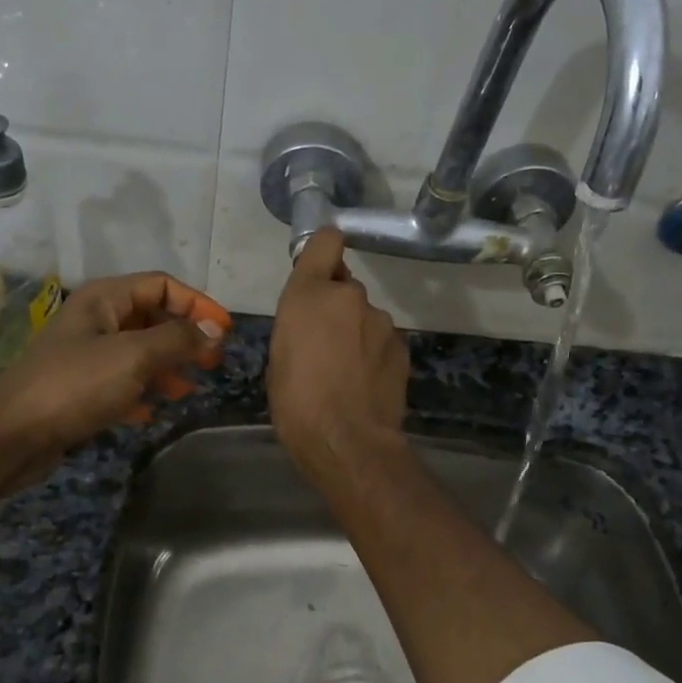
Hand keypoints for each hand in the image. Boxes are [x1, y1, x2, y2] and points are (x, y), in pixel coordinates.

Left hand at [0, 272, 229, 459]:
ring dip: (167, 368)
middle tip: (213, 362)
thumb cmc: (75, 385)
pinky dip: (140, 393)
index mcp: (104, 299)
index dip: (197, 304)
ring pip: (138, 353)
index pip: (161, 285)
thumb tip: (213, 330)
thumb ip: (178, 339)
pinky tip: (151, 411)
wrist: (11, 435)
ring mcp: (85, 356)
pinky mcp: (79, 389)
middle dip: (185, 337)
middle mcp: (95, 321)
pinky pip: (120, 383)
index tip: (224, 332)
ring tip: (187, 390)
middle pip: (151, 318)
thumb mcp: (134, 357)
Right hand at [268, 229, 407, 483]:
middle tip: (324, 344)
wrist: (346, 440)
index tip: (319, 269)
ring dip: (357, 332)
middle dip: (336, 307)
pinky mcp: (402, 346)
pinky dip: (374, 354)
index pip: (325, 241)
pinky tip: (365, 383)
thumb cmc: (296, 402)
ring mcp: (381, 320)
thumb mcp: (279, 358)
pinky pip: (382, 340)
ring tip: (346, 371)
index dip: (323, 251)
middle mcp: (349, 296)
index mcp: (309, 294)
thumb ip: (298, 326)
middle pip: (344, 287)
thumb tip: (313, 326)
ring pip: (365, 316)